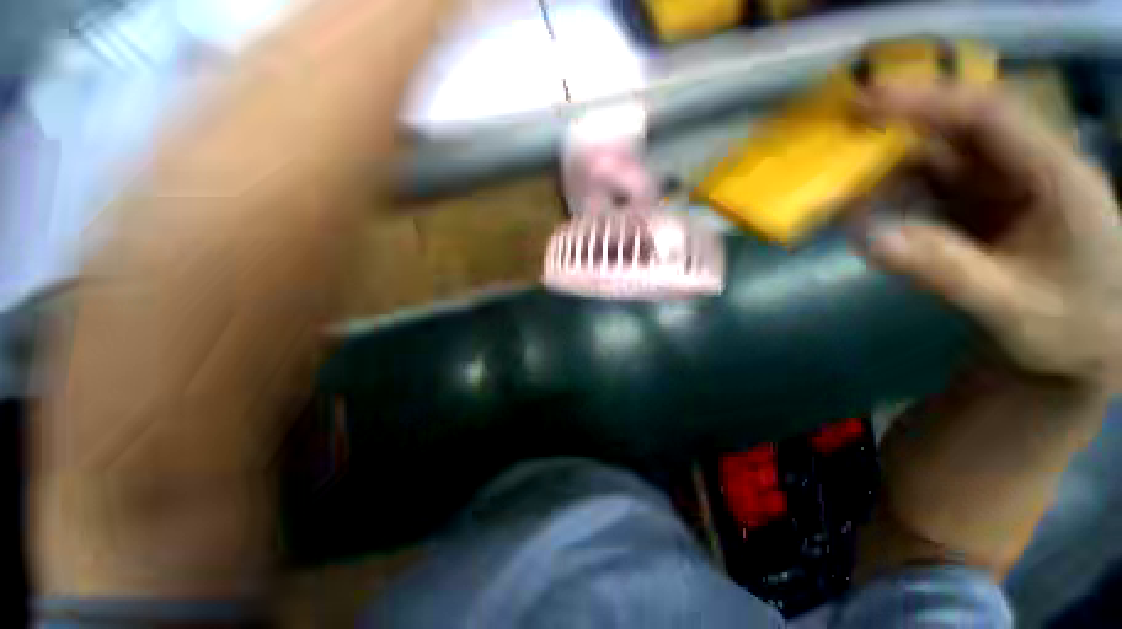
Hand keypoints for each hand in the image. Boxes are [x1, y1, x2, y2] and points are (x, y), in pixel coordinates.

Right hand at [850, 84, 1121, 577]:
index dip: (926, 101)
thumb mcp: (1011, 311)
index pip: (988, 116)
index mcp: (1056, 177)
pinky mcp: (984, 204)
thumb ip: (945, 272)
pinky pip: (932, 185)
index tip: (863, 102)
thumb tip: (868, 238)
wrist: (1085, 347)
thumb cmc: (1066, 330)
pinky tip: (868, 214)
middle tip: (834, 147)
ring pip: (937, 156)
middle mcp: (1029, 167)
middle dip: (895, 132)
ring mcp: (1005, 185)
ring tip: (841, 197)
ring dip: (886, 171)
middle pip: (955, 129)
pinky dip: (894, 194)